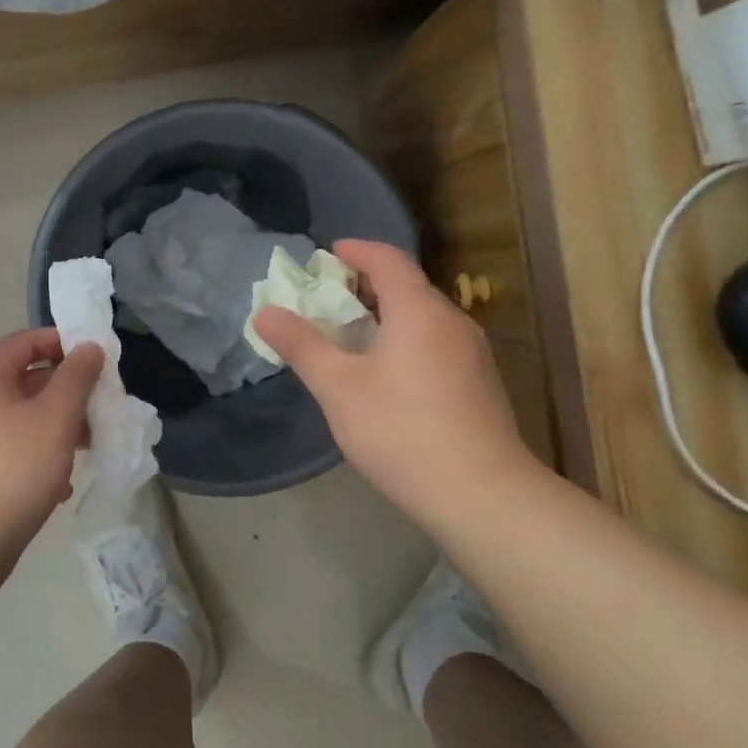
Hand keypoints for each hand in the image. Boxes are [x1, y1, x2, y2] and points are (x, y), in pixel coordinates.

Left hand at [0, 329, 104, 557]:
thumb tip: (87, 347)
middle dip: (64, 393)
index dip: (63, 344)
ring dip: (52, 427)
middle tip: (96, 411)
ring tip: (82, 451)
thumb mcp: (56, 418)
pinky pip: (4, 446)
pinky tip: (55, 485)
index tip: (97, 361)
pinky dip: (32, 453)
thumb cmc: (13, 470)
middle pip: (21, 379)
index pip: (25, 341)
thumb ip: (77, 377)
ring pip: (16, 417)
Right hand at [252, 241, 541, 535]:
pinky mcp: (481, 384)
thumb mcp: (339, 388)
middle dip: (365, 286)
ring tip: (351, 341)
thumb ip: (301, 346)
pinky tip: (388, 377)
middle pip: (407, 287)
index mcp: (419, 311)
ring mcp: (473, 354)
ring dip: (386, 316)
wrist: (483, 495)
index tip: (326, 256)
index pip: (387, 259)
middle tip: (327, 303)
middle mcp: (452, 322)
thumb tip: (265, 312)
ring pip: (423, 318)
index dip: (355, 251)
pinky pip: (436, 344)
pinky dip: (406, 341)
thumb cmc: (402, 432)